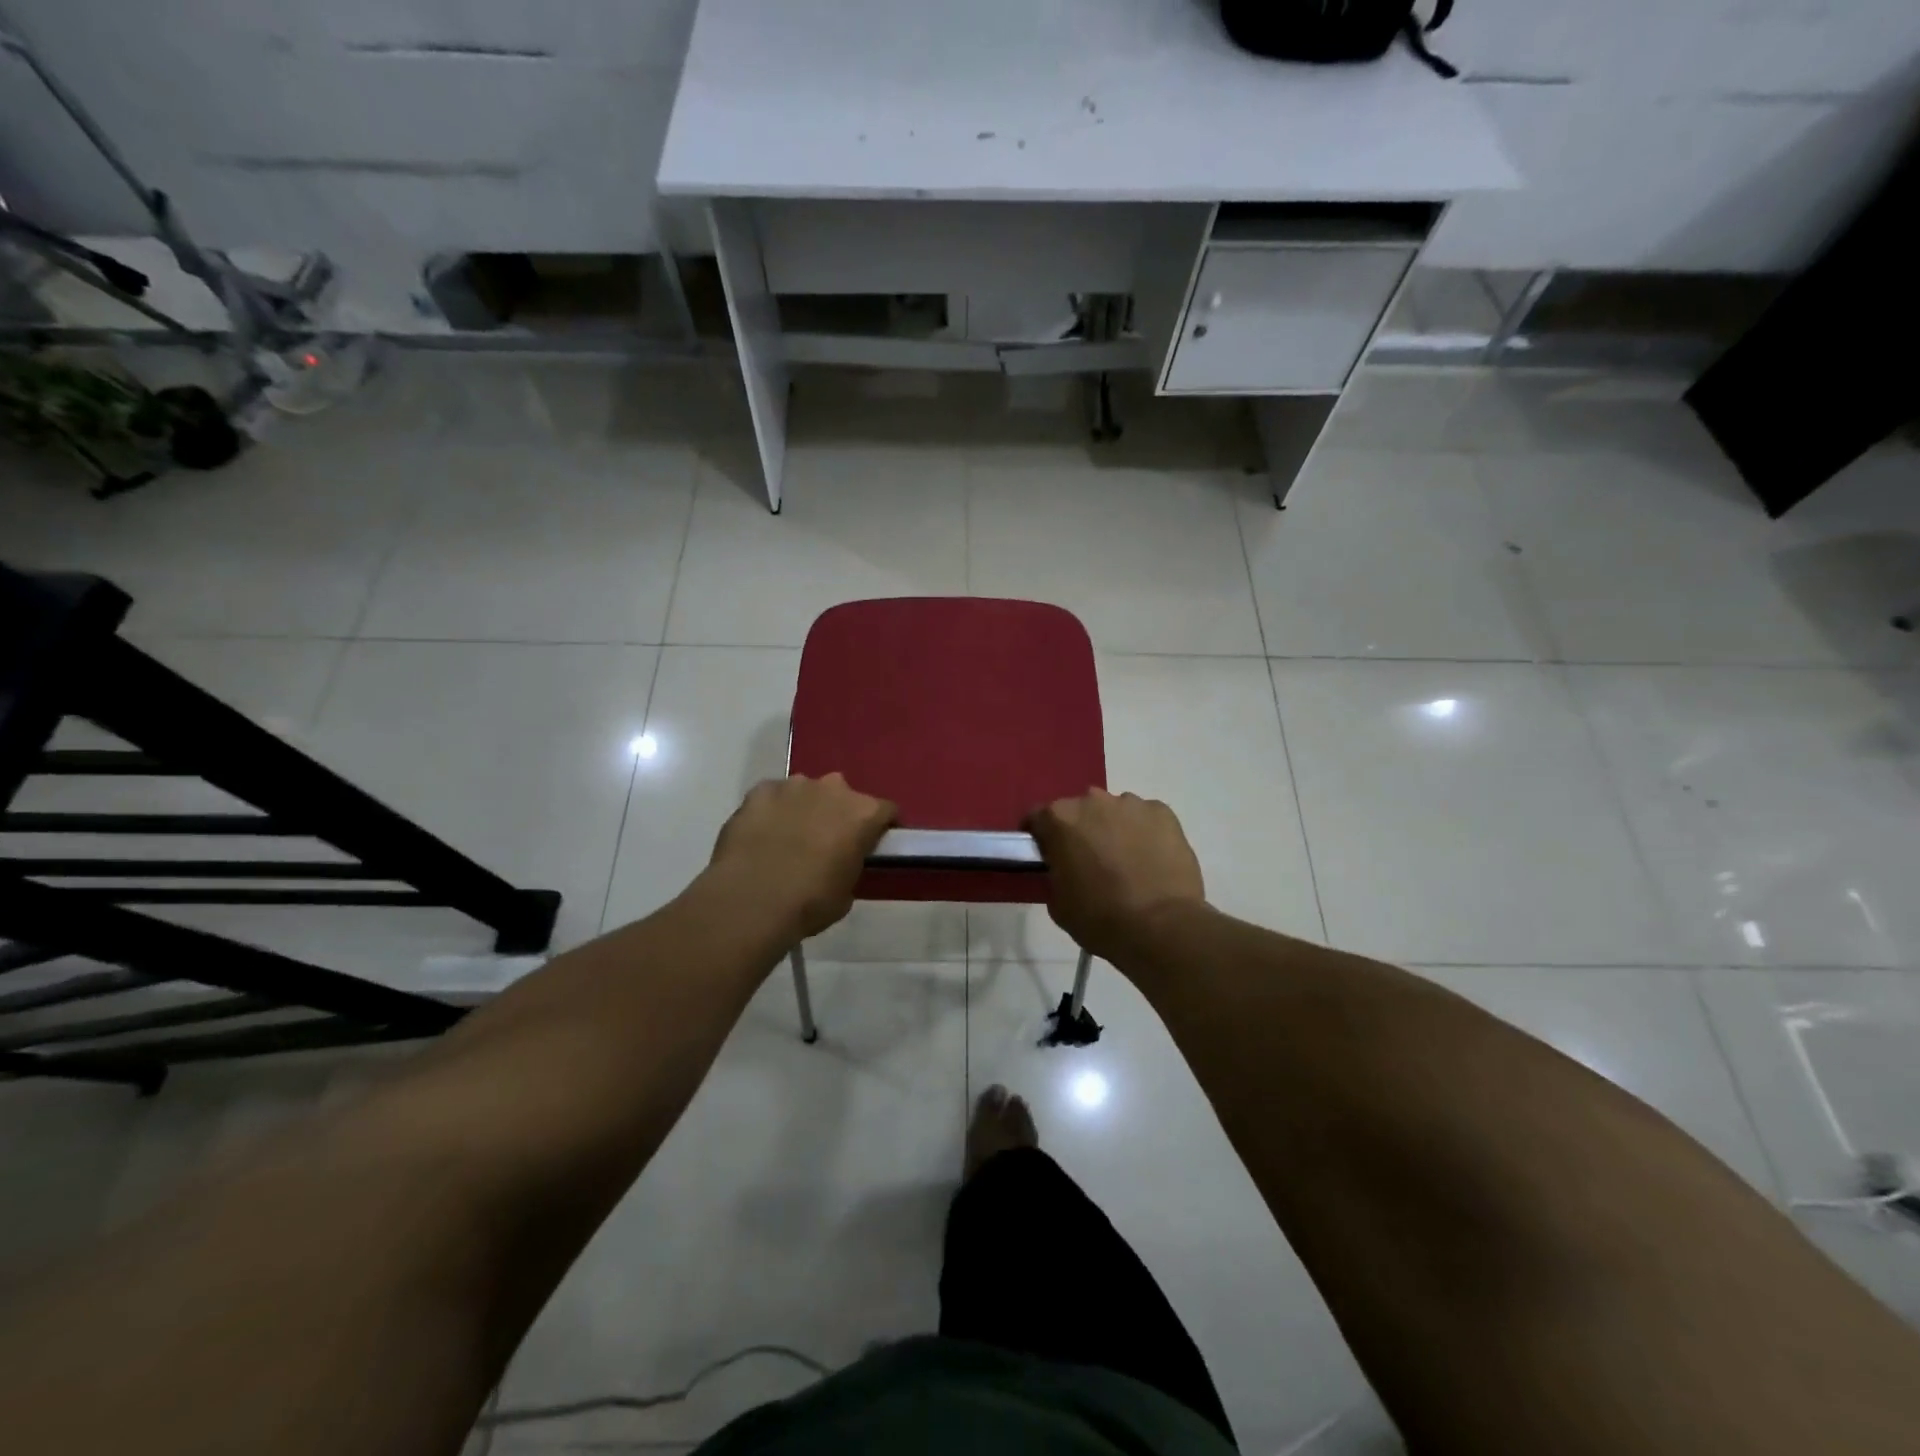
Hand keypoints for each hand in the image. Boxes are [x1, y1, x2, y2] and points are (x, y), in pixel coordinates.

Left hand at [709, 774, 895, 940]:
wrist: (751, 900)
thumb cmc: (809, 902)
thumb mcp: (846, 893)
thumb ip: (850, 865)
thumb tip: (840, 861)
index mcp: (863, 813)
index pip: (886, 811)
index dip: (881, 828)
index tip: (872, 845)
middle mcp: (833, 789)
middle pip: (844, 796)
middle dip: (838, 814)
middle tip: (827, 843)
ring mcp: (794, 786)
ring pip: (807, 792)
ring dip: (804, 809)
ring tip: (789, 839)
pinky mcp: (760, 790)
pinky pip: (773, 797)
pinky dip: (773, 811)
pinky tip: (762, 835)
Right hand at [1026, 790, 1205, 964]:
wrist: (1163, 928)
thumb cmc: (1101, 918)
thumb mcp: (1057, 903)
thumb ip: (1054, 874)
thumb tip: (1063, 868)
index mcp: (1060, 819)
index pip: (1037, 818)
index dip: (1039, 838)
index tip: (1047, 857)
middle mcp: (1093, 801)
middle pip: (1078, 811)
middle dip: (1079, 831)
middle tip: (1088, 862)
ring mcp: (1131, 804)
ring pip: (1114, 812)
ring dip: (1112, 829)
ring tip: (1124, 862)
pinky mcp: (1163, 813)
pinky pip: (1145, 818)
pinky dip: (1143, 833)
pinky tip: (1151, 860)